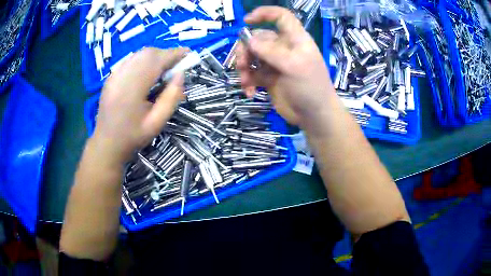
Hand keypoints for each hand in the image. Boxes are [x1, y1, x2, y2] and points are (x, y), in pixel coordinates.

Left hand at [93, 47, 187, 162]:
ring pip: (139, 54)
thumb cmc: (133, 136)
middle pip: (148, 53)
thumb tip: (181, 74)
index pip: (156, 60)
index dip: (174, 54)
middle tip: (177, 65)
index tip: (188, 53)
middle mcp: (122, 76)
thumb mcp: (157, 123)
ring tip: (164, 69)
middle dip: (165, 54)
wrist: (107, 143)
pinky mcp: (111, 76)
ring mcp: (114, 75)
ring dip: (155, 56)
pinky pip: (131, 60)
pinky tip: (148, 72)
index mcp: (132, 89)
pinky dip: (144, 60)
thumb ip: (172, 98)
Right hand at [237, 6, 335, 127]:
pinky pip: (252, 74)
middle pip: (258, 38)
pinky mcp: (269, 78)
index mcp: (294, 39)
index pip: (281, 17)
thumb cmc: (311, 87)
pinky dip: (247, 81)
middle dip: (246, 50)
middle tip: (242, 65)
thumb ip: (271, 51)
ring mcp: (275, 63)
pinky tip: (250, 91)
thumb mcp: (294, 66)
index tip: (247, 21)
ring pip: (251, 56)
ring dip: (244, 67)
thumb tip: (249, 41)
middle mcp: (283, 48)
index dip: (265, 13)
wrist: (314, 116)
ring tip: (245, 81)